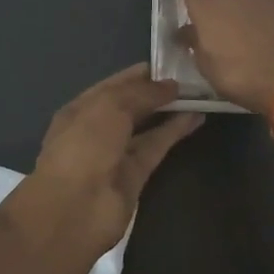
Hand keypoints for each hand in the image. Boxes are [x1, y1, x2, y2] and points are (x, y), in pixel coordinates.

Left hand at [18, 64, 201, 260]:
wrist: (73, 209)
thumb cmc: (84, 146)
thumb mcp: (110, 107)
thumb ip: (142, 92)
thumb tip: (171, 85)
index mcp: (80, 108)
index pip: (113, 85)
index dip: (140, 75)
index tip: (171, 64)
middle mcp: (96, 129)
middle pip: (131, 106)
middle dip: (157, 92)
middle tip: (191, 78)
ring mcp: (115, 154)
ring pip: (146, 127)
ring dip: (170, 111)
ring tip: (199, 95)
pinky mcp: (135, 176)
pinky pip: (156, 147)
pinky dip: (174, 133)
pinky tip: (196, 117)